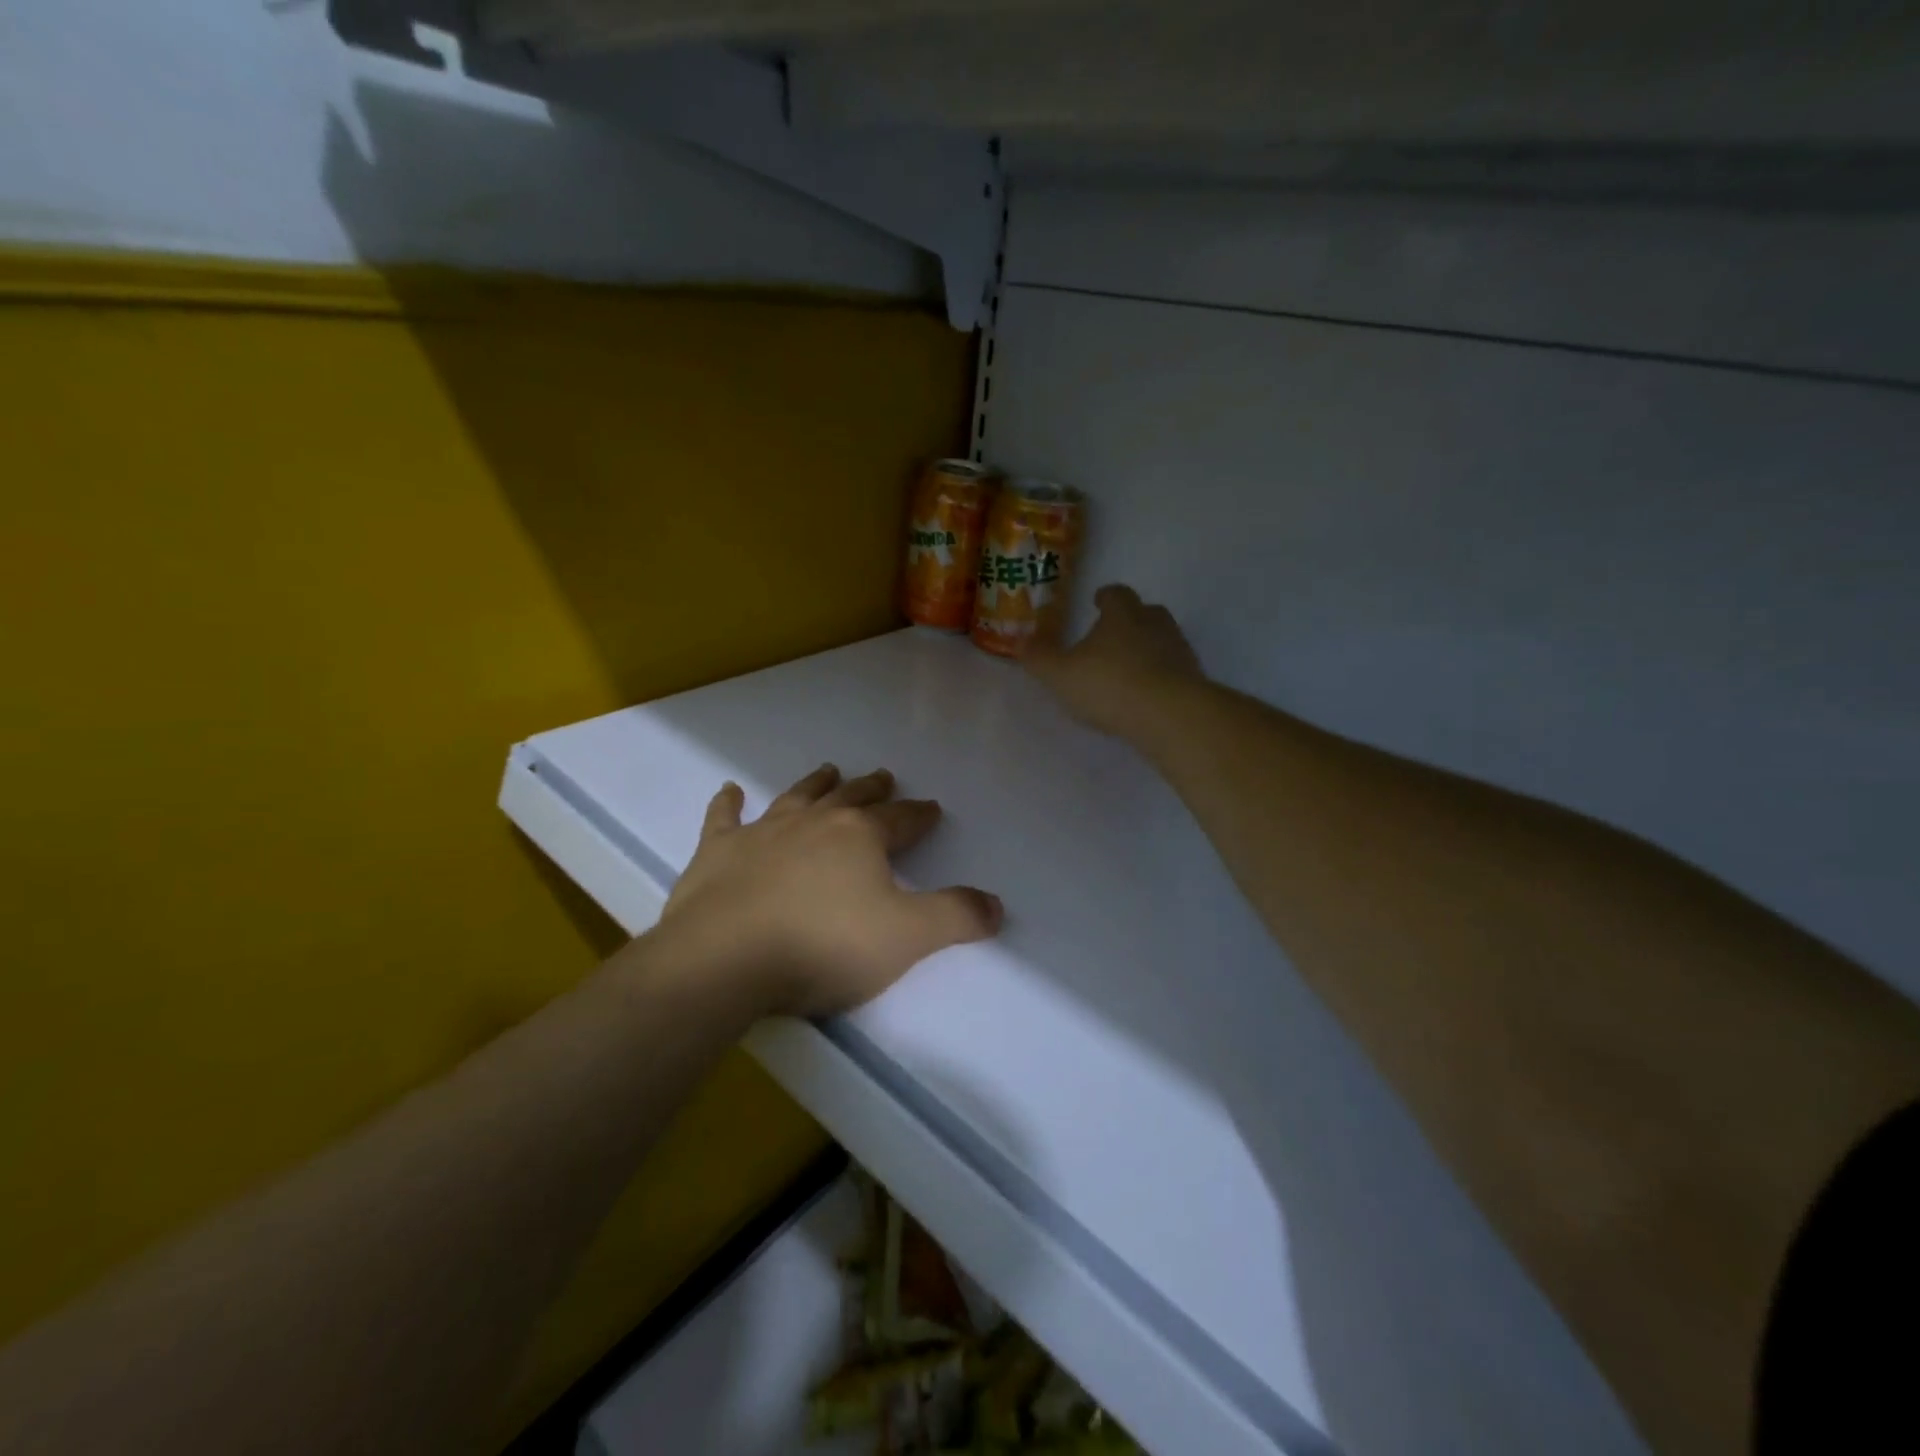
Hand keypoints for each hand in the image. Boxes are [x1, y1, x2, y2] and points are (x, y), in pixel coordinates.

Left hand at [655, 765, 1002, 1019]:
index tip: (931, 808)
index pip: (900, 820)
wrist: (725, 958)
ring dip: (816, 783)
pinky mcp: (718, 852)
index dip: (919, 815)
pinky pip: (724, 818)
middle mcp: (815, 823)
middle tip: (883, 776)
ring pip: (797, 797)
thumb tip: (997, 905)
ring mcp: (763, 832)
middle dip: (872, 788)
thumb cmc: (823, 946)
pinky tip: (729, 791)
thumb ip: (956, 918)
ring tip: (828, 768)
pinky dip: (728, 803)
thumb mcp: (906, 938)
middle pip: (851, 797)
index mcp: (861, 837)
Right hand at [1025, 584, 1203, 738]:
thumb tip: (1021, 641)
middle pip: (1146, 612)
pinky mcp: (1194, 680)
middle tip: (1112, 635)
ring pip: (1163, 640)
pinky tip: (1145, 696)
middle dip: (1130, 620)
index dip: (1105, 597)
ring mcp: (1179, 651)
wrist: (1171, 716)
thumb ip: (1039, 657)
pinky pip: (1173, 671)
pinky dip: (1160, 677)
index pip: (1116, 594)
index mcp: (1123, 614)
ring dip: (1147, 649)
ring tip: (1127, 669)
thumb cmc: (1110, 685)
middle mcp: (1155, 624)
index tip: (1097, 601)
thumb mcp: (1061, 674)